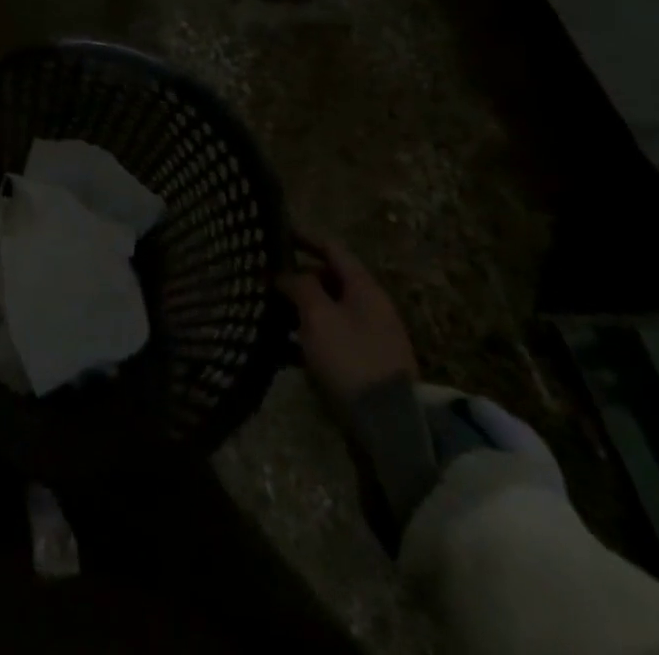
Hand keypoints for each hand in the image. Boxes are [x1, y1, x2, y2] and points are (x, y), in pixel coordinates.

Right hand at [278, 232, 417, 404]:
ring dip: (302, 308)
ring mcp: (372, 337)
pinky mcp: (367, 364)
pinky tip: (287, 347)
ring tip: (271, 312)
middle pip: (331, 278)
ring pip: (331, 309)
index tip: (277, 233)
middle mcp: (372, 306)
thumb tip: (287, 273)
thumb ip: (300, 286)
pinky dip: (311, 335)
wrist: (390, 426)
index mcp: (365, 287)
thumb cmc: (351, 358)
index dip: (304, 238)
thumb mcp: (318, 316)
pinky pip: (334, 337)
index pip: (332, 248)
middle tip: (268, 279)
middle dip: (300, 276)